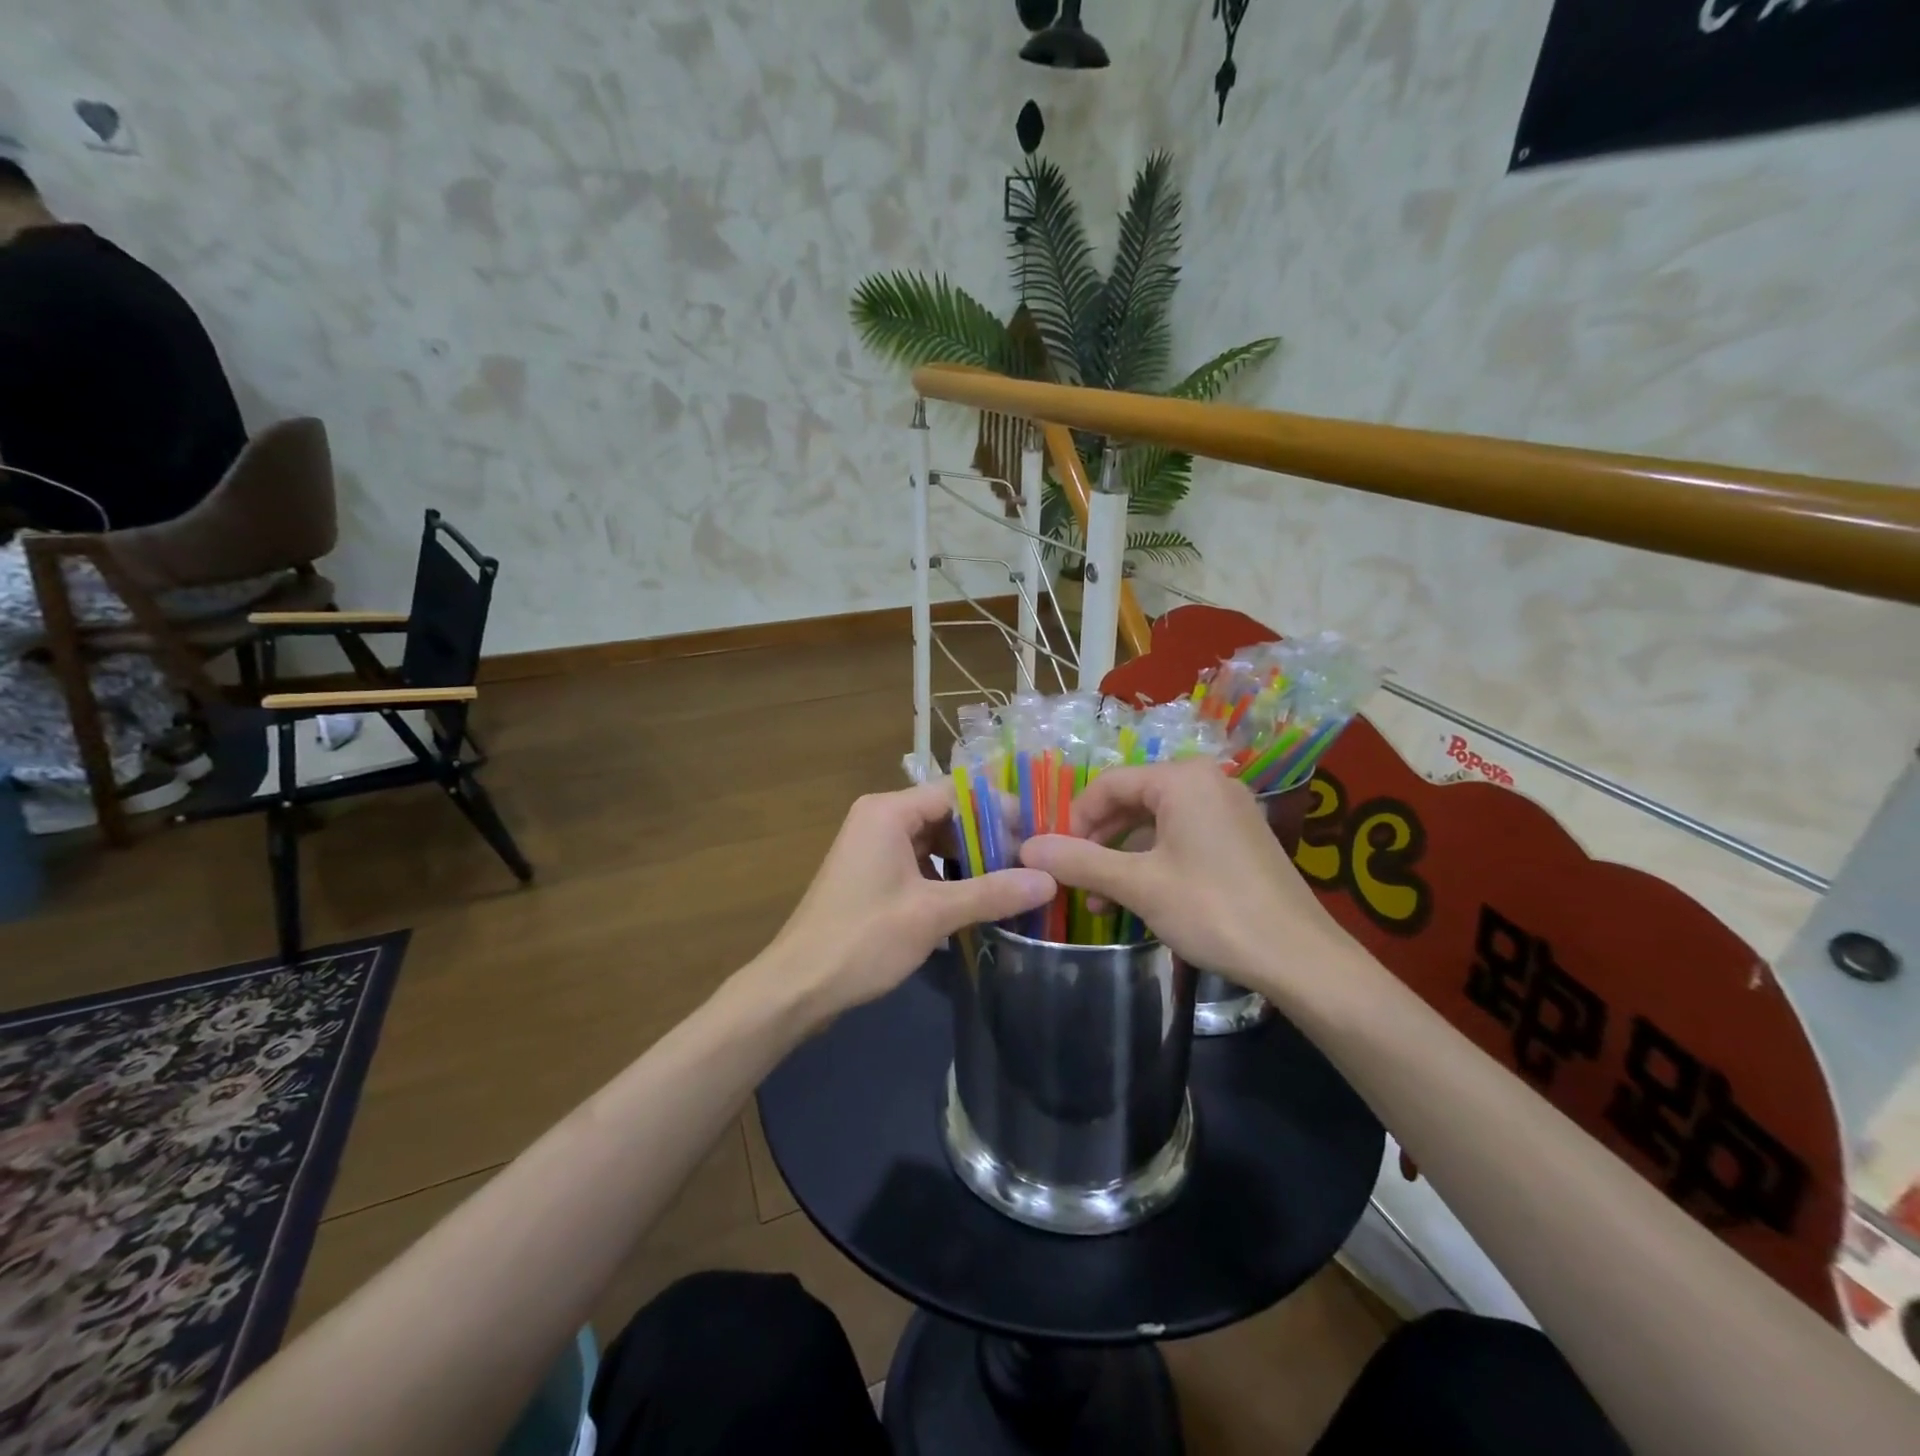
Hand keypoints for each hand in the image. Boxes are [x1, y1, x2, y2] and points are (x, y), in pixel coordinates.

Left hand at [759, 784, 1055, 1024]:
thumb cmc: (863, 939)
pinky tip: (979, 896)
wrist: (797, 986)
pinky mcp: (874, 874)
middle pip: (947, 814)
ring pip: (936, 841)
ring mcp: (874, 847)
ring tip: (1015, 879)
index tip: (1038, 833)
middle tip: (1032, 861)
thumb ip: (992, 892)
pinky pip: (921, 862)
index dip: (999, 809)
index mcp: (888, 811)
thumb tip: (1050, 880)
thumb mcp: (932, 914)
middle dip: (988, 836)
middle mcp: (880, 818)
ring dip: (971, 858)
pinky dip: (949, 875)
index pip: (956, 792)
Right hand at [1018, 760, 1349, 995]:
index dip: (1075, 819)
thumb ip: (1080, 862)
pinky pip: (1182, 836)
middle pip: (1132, 800)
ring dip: (1123, 857)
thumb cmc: (1212, 909)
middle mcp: (1207, 781)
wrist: (1300, 957)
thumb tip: (1026, 847)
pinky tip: (1140, 898)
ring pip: (1155, 822)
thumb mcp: (1138, 885)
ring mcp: (1228, 809)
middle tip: (1078, 881)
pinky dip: (1154, 861)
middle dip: (1099, 841)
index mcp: (1182, 779)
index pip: (1108, 784)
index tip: (1058, 859)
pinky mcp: (1240, 837)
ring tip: (1103, 901)